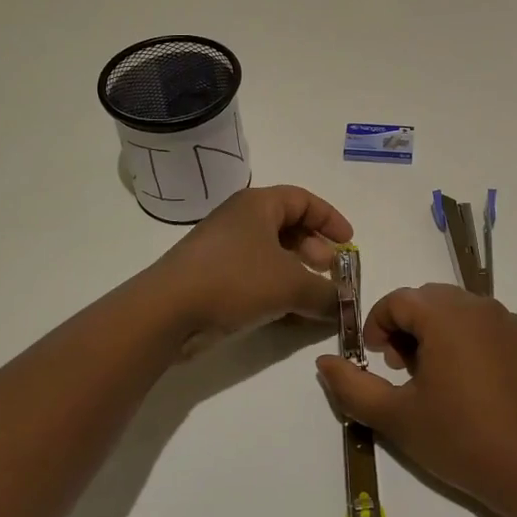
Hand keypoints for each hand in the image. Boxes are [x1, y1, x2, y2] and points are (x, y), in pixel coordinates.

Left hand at [155, 184, 352, 349]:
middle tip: (330, 274)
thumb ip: (325, 293)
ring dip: (297, 275)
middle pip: (288, 227)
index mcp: (258, 205)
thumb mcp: (291, 285)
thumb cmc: (235, 280)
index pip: (303, 200)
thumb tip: (344, 304)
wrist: (168, 311)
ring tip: (314, 299)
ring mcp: (223, 249)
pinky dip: (276, 291)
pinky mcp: (212, 278)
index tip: (348, 243)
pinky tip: (290, 316)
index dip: (330, 219)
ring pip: (271, 255)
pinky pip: (255, 277)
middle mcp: (240, 220)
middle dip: (315, 251)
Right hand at [315, 284, 516, 516]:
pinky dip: (479, 345)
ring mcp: (515, 322)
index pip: (398, 300)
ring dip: (444, 334)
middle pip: (431, 300)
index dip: (378, 325)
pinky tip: (481, 388)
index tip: (378, 361)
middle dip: (410, 328)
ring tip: (443, 381)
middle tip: (407, 371)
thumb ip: (352, 385)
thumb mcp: (395, 417)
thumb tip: (325, 361)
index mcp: (445, 315)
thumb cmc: (459, 439)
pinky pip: (497, 330)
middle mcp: (481, 305)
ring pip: (465, 312)